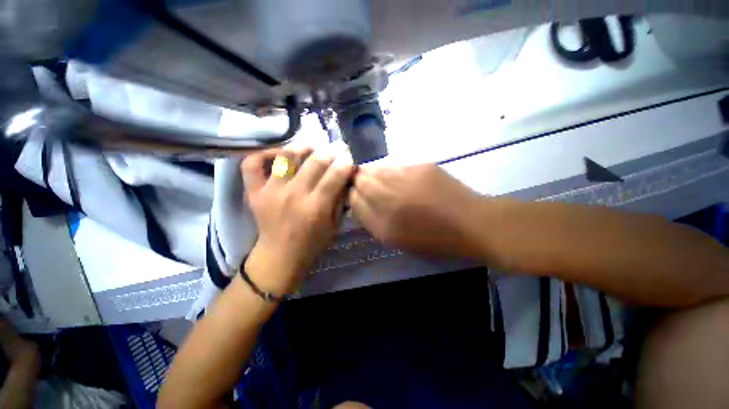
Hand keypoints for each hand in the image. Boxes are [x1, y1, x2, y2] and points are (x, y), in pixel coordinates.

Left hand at [241, 147, 354, 293]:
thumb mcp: (335, 225)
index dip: (345, 162)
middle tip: (336, 148)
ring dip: (302, 147)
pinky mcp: (253, 192)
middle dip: (330, 151)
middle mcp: (294, 195)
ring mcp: (270, 191)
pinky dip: (264, 154)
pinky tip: (278, 155)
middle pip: (315, 162)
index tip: (349, 157)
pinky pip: (252, 164)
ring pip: (286, 157)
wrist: (280, 256)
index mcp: (316, 207)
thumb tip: (344, 178)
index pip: (335, 174)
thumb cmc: (312, 243)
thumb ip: (340, 200)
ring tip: (311, 147)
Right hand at [349, 164, 481, 256]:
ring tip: (377, 181)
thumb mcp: (396, 239)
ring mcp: (406, 178)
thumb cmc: (433, 239)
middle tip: (361, 186)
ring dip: (371, 174)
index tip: (353, 196)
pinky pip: (394, 166)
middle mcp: (390, 197)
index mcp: (384, 222)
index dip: (350, 196)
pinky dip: (389, 171)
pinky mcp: (420, 166)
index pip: (354, 200)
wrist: (471, 222)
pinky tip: (396, 178)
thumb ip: (372, 221)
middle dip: (357, 182)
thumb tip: (357, 203)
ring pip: (375, 169)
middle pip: (361, 180)